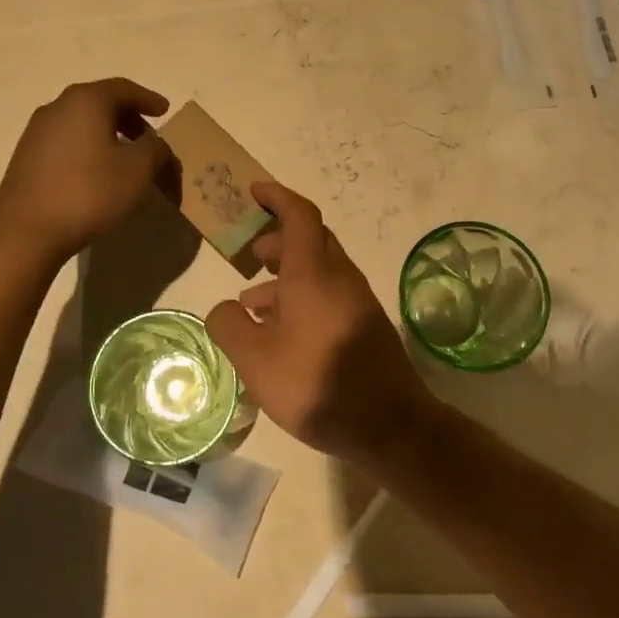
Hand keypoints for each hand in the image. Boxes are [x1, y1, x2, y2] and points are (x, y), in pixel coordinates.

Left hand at [0, 78, 173, 263]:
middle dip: (129, 118)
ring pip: (82, 122)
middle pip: (101, 103)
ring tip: (125, 158)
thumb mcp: (137, 171)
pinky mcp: (26, 156)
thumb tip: (154, 143)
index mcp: (86, 101)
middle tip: (149, 138)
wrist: (25, 232)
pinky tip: (96, 172)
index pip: (124, 89)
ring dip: (108, 134)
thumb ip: (155, 149)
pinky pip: (67, 141)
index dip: (148, 99)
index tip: (165, 110)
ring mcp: (37, 131)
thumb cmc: (88, 192)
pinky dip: (88, 147)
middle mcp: (58, 107)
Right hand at [205, 182, 438, 466]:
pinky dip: (300, 297)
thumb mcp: (256, 360)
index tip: (253, 192)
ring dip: (285, 275)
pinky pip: (327, 294)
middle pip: (310, 239)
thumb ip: (230, 326)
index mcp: (314, 273)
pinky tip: (280, 332)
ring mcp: (356, 300)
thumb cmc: (317, 383)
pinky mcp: (364, 324)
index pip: (299, 215)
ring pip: (318, 270)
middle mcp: (339, 277)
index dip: (276, 197)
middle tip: (249, 254)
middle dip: (277, 239)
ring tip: (252, 303)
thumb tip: (226, 308)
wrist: (391, 426)